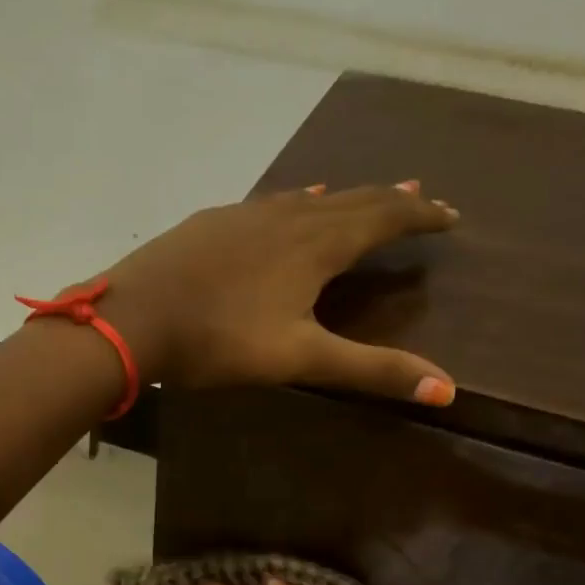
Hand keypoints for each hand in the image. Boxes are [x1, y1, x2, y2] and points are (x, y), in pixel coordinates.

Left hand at [87, 182, 457, 404]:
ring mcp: (246, 214)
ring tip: (367, 195)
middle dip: (391, 199)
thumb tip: (447, 389)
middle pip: (352, 199)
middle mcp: (287, 216)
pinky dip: (298, 202)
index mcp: (316, 244)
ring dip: (346, 197)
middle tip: (422, 196)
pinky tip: (290, 204)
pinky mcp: (213, 221)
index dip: (421, 215)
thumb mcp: (300, 359)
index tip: (451, 215)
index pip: (385, 218)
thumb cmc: (219, 340)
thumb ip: (371, 369)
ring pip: (310, 198)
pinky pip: (271, 203)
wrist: (133, 318)